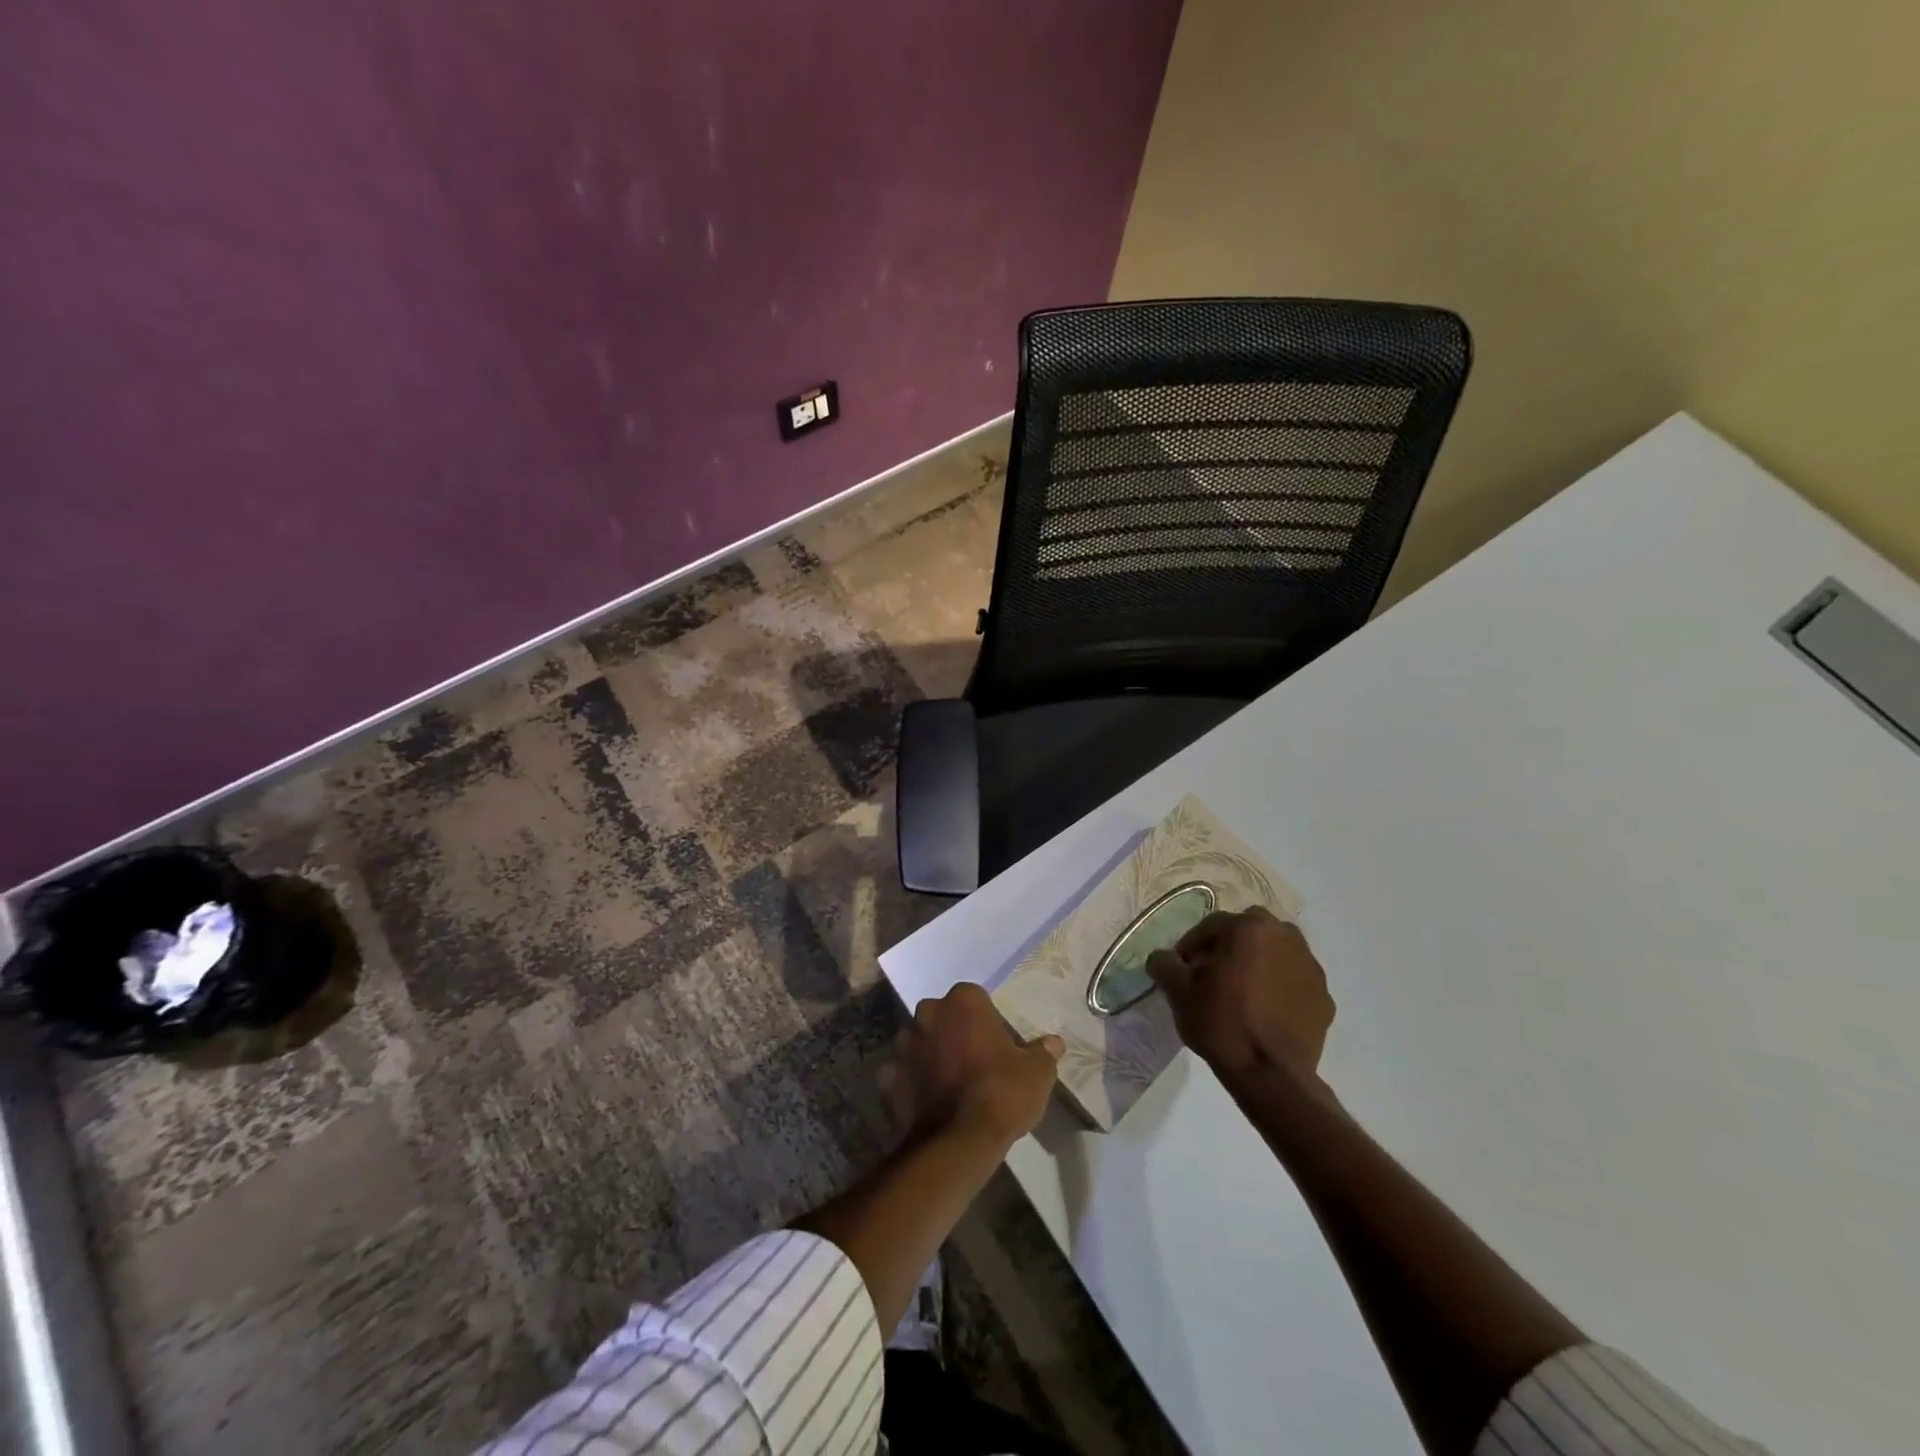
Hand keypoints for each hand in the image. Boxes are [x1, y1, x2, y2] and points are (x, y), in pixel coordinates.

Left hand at [880, 984, 1064, 1151]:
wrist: (958, 1141)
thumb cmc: (1001, 1093)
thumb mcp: (1037, 1073)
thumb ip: (1044, 1052)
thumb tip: (1054, 1042)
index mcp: (964, 1001)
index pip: (975, 998)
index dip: (986, 1020)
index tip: (997, 1043)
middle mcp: (929, 1013)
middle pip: (943, 1015)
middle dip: (954, 1031)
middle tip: (974, 1060)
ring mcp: (905, 1045)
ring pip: (918, 1041)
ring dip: (929, 1054)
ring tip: (949, 1082)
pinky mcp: (888, 1078)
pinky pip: (900, 1073)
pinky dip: (910, 1082)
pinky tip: (926, 1101)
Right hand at [1147, 906, 1334, 1082]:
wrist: (1272, 1076)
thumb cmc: (1222, 1025)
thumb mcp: (1179, 994)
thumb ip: (1165, 965)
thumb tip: (1162, 958)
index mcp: (1249, 929)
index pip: (1212, 925)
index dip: (1191, 945)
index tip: (1182, 968)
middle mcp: (1285, 937)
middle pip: (1249, 930)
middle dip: (1230, 945)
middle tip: (1213, 973)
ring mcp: (1310, 966)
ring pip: (1277, 950)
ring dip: (1258, 960)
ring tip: (1242, 990)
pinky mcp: (1324, 995)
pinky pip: (1294, 979)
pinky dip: (1280, 985)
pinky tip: (1266, 1010)